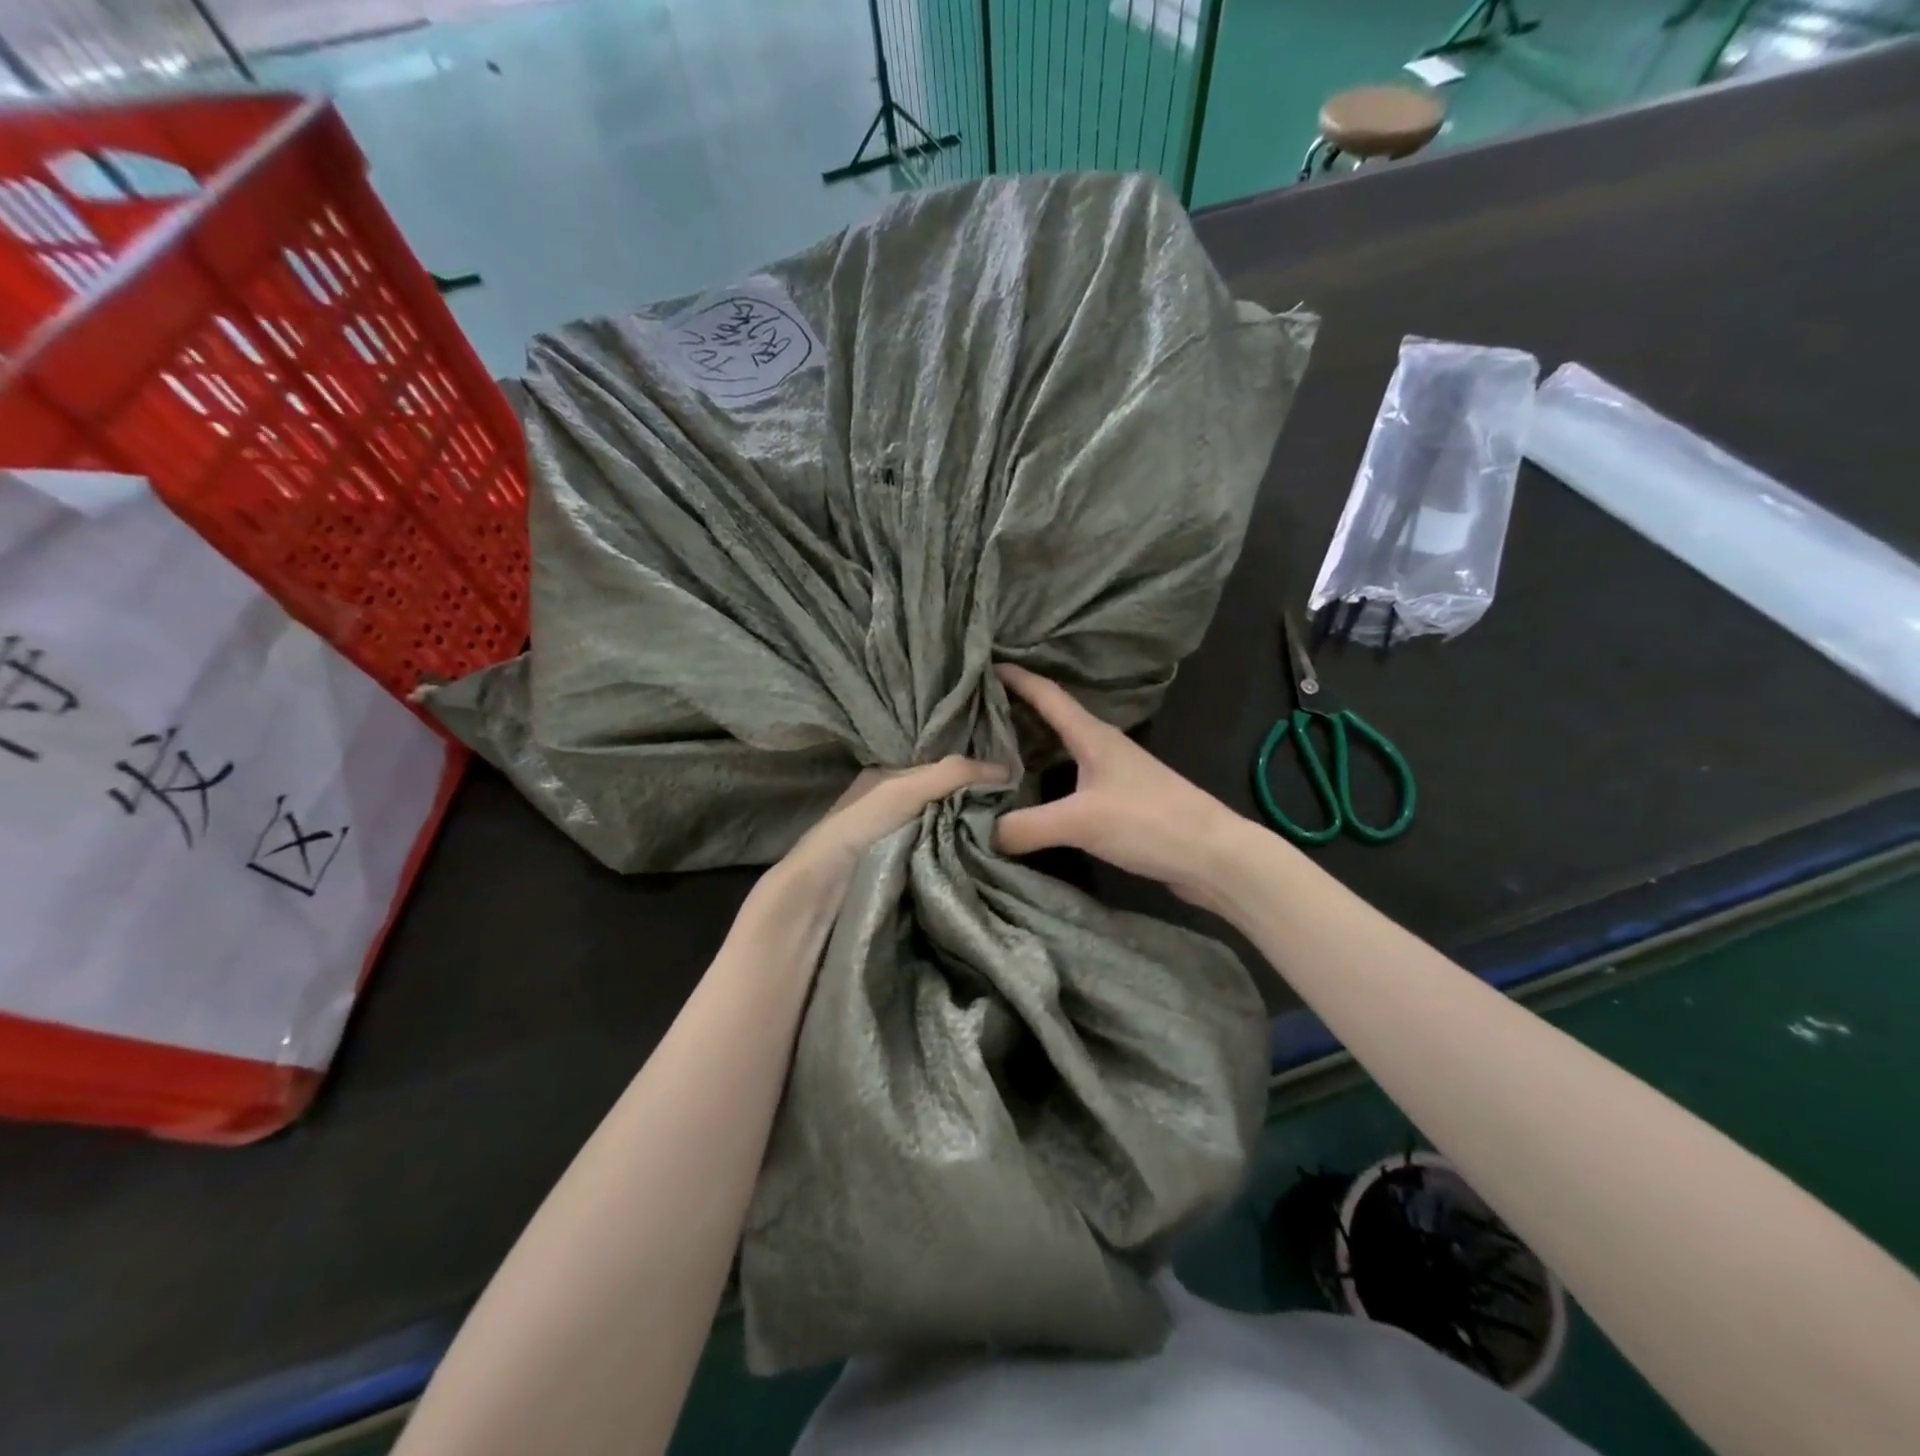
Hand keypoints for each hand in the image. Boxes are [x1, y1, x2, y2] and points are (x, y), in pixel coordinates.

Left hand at [766, 756, 1006, 909]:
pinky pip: (942, 862)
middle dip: (974, 811)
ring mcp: (898, 844)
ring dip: (970, 840)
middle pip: (946, 805)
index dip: (973, 777)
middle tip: (1014, 817)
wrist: (820, 894)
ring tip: (1007, 842)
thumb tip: (1008, 769)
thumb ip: (950, 774)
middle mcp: (892, 809)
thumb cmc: (858, 830)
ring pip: (947, 834)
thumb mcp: (903, 790)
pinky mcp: (904, 876)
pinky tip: (982, 865)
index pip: (942, 772)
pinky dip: (959, 863)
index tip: (1011, 787)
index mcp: (887, 781)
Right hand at [993, 664, 1246, 905]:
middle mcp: (1103, 747)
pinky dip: (1047, 777)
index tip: (985, 666)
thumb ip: (1027, 826)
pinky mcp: (1122, 801)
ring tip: (995, 752)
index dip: (1017, 679)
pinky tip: (1033, 793)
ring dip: (1031, 746)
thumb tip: (985, 832)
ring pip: (1062, 750)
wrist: (1213, 856)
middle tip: (977, 713)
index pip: (1048, 695)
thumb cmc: (1149, 821)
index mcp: (1093, 736)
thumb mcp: (1081, 822)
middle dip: (1016, 712)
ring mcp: (1115, 774)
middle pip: (1053, 719)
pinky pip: (1072, 778)